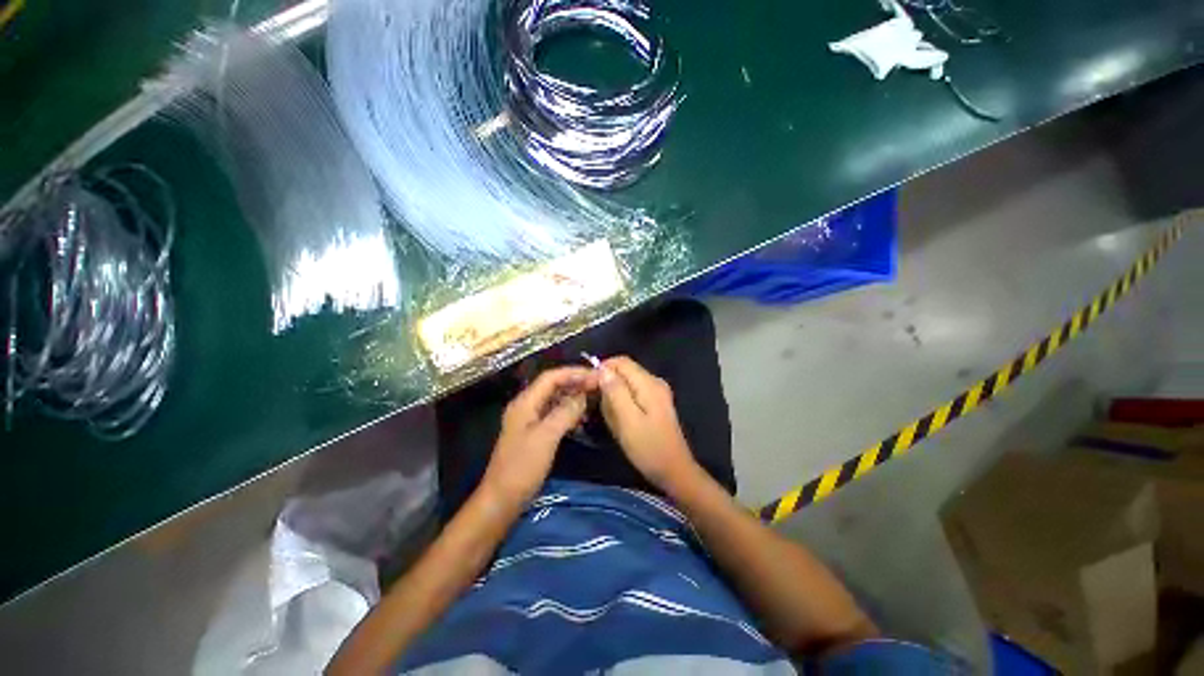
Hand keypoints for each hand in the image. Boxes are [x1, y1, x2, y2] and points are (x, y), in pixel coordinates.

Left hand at [481, 366, 596, 507]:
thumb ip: (565, 413)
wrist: (502, 500)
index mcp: (525, 402)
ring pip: (554, 399)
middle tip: (598, 385)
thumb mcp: (546, 437)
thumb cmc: (522, 467)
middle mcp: (526, 406)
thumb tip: (583, 395)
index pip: (551, 377)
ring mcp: (530, 419)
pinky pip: (554, 413)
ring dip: (573, 395)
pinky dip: (568, 410)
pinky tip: (581, 415)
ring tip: (593, 396)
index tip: (595, 375)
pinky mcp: (535, 432)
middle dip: (575, 382)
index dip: (573, 372)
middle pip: (553, 385)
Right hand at [597, 356, 698, 490]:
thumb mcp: (627, 420)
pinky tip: (621, 421)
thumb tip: (603, 369)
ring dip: (614, 397)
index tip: (589, 387)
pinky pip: (632, 394)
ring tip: (612, 419)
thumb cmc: (648, 447)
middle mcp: (654, 382)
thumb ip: (615, 392)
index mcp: (649, 383)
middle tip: (602, 409)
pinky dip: (622, 404)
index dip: (603, 369)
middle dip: (608, 385)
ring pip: (626, 384)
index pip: (621, 362)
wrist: (674, 471)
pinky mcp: (655, 403)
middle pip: (624, 371)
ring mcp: (657, 392)